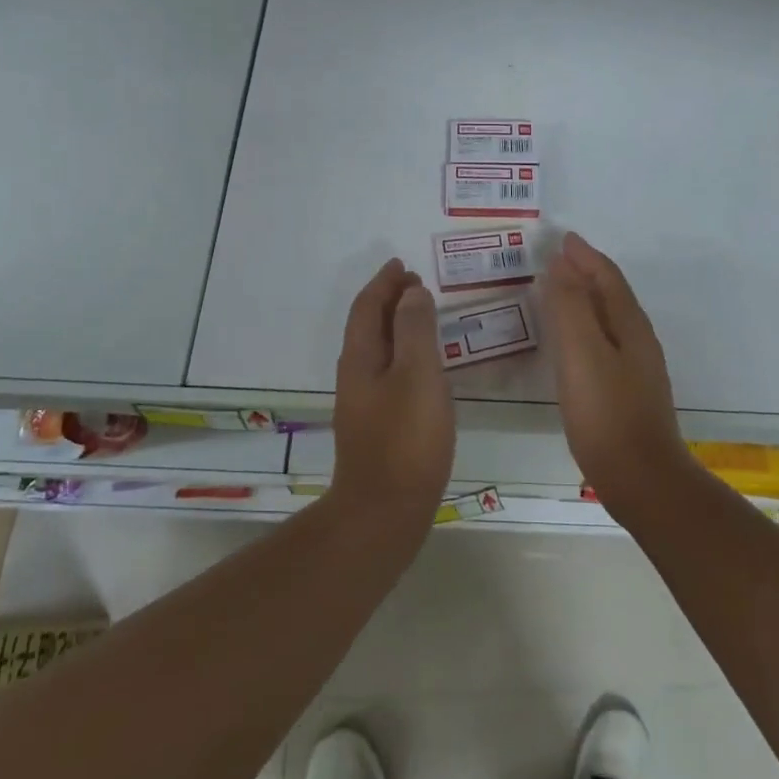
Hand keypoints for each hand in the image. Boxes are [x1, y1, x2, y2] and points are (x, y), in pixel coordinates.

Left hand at [330, 258, 455, 526]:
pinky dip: (402, 353)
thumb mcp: (417, 375)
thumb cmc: (405, 439)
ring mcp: (363, 402)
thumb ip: (415, 330)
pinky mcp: (376, 425)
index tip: (403, 266)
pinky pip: (387, 371)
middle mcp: (356, 375)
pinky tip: (422, 368)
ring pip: (377, 349)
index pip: (368, 306)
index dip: (384, 283)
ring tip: (422, 316)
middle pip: (368, 325)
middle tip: (416, 285)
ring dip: (395, 326)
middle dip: (389, 300)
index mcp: (361, 357)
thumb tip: (411, 293)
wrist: (384, 512)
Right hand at [542, 232, 696, 518]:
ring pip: (609, 319)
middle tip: (557, 260)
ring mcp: (637, 368)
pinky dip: (586, 328)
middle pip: (611, 294)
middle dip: (586, 273)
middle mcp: (638, 340)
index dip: (584, 256)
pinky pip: (605, 343)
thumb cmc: (606, 413)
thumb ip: (570, 306)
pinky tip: (572, 345)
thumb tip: (563, 264)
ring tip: (559, 293)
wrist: (641, 479)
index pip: (607, 277)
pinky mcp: (628, 392)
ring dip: (586, 300)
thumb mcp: (581, 353)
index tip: (563, 239)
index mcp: (630, 325)